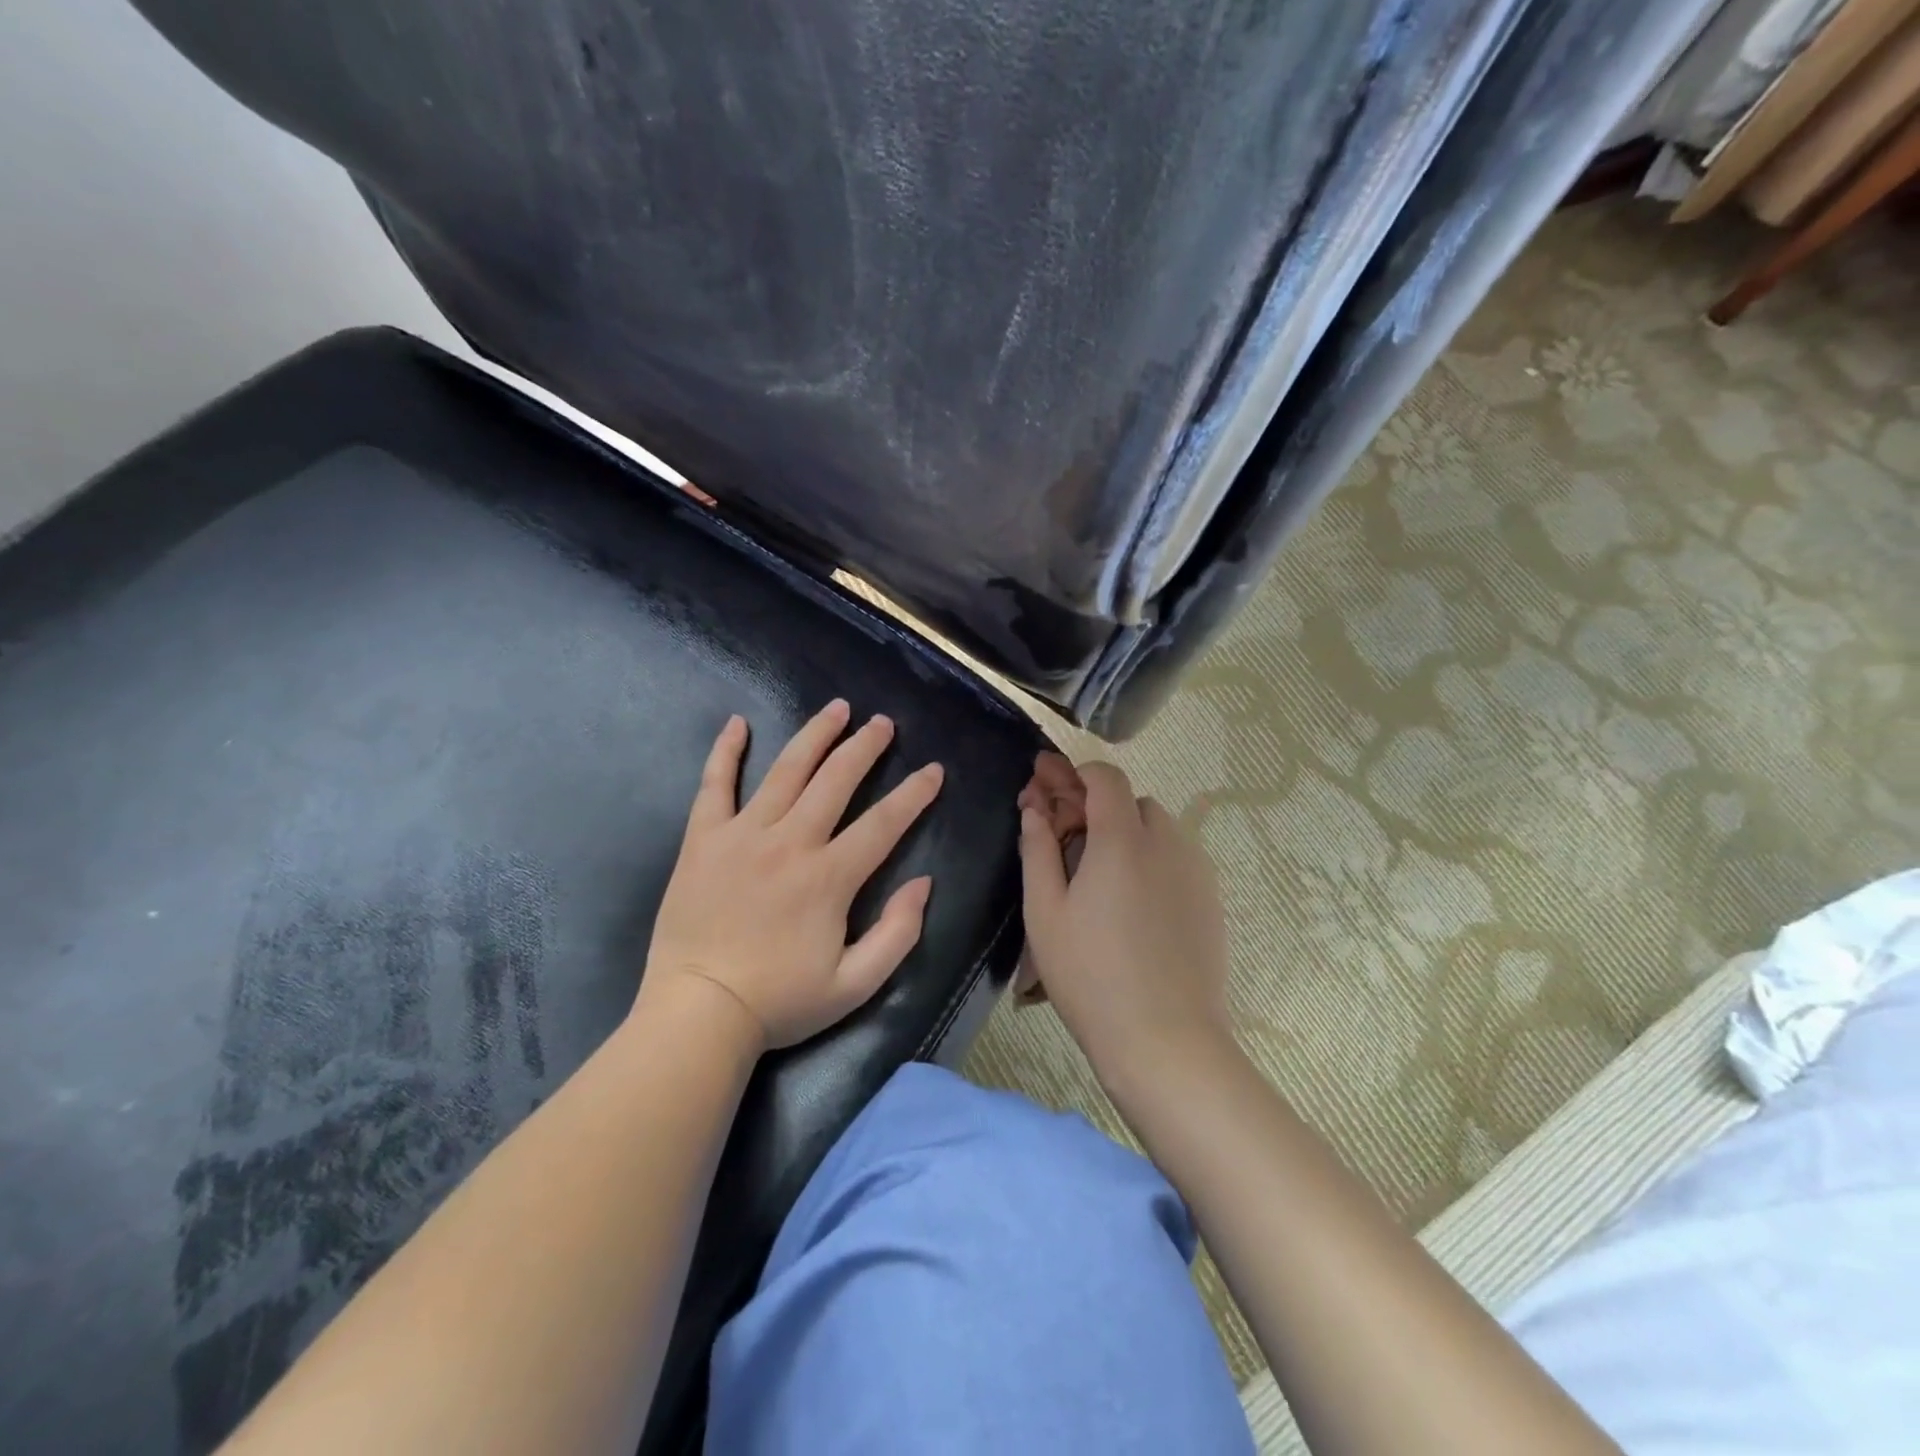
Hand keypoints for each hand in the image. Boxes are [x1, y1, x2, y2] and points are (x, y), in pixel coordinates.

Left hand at [642, 700, 943, 1050]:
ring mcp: (743, 835)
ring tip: (837, 709)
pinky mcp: (704, 839)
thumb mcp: (855, 984)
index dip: (914, 794)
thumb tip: (923, 883)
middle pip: (836, 779)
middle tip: (883, 723)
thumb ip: (898, 933)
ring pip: (786, 770)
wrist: (698, 1013)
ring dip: (816, 735)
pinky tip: (737, 723)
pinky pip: (715, 784)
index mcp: (829, 877)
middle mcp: (790, 842)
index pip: (883, 822)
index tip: (933, 770)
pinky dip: (725, 751)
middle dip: (865, 747)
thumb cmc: (780, 1001)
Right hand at [1018, 758, 1232, 1091]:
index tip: (1049, 793)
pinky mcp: (1211, 899)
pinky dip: (1151, 861)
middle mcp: (1166, 842)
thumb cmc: (1090, 975)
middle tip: (1066, 845)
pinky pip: (1176, 859)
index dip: (1075, 775)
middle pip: (1130, 802)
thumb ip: (1037, 851)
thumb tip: (1035, 811)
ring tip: (1100, 880)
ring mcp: (1196, 871)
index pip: (1105, 776)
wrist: (1165, 1040)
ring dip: (1126, 836)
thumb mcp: (1045, 913)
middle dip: (1096, 811)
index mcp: (1122, 839)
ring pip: (1156, 830)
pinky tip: (1133, 906)